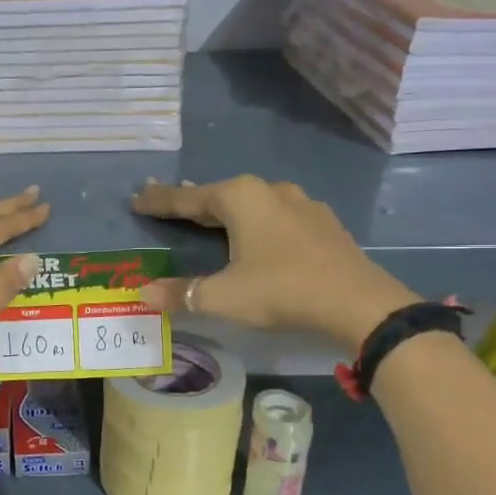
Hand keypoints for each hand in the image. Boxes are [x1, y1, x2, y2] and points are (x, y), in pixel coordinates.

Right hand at [130, 176, 416, 347]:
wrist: (359, 303)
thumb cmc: (282, 291)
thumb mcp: (224, 297)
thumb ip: (181, 293)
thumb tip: (142, 294)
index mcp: (240, 198)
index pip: (187, 198)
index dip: (159, 201)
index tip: (136, 199)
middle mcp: (269, 191)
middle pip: (218, 195)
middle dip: (190, 201)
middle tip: (164, 204)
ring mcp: (301, 204)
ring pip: (251, 203)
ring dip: (225, 210)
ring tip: (208, 217)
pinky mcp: (322, 223)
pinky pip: (275, 216)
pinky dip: (255, 222)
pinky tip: (256, 235)